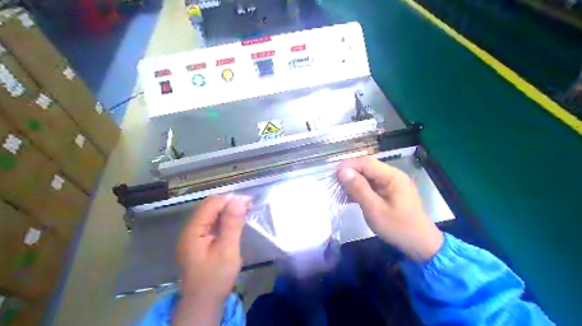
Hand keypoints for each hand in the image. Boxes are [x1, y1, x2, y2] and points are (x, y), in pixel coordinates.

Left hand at [172, 195, 249, 325]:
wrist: (203, 304)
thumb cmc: (216, 278)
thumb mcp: (227, 250)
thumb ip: (232, 224)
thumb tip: (238, 199)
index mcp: (193, 231)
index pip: (211, 205)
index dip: (229, 199)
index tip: (249, 201)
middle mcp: (189, 230)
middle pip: (208, 208)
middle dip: (228, 203)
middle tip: (248, 206)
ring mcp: (192, 237)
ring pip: (209, 215)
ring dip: (226, 211)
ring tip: (244, 211)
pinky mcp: (197, 243)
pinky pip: (210, 225)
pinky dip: (223, 220)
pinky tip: (234, 223)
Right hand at [337, 156, 441, 261]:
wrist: (421, 244)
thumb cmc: (398, 228)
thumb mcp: (374, 209)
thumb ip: (359, 188)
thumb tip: (342, 171)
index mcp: (393, 176)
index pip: (367, 162)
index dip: (348, 165)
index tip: (333, 174)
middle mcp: (394, 175)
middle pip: (368, 167)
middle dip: (350, 173)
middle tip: (335, 183)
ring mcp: (394, 183)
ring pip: (369, 176)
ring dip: (355, 181)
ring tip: (341, 191)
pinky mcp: (392, 192)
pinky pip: (373, 185)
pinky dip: (362, 189)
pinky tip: (352, 197)